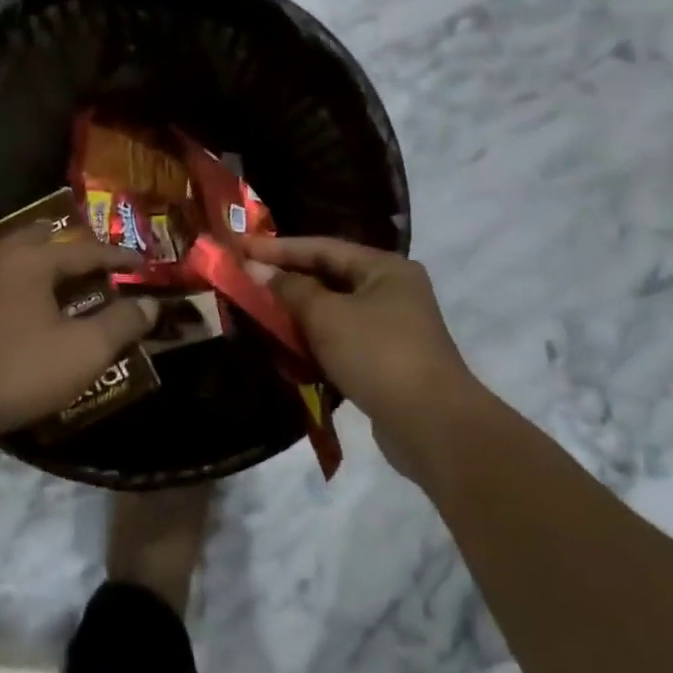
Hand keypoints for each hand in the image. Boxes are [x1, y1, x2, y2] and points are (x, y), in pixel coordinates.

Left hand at [0, 233, 155, 444]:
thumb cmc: (16, 369)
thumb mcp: (82, 351)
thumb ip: (120, 324)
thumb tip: (149, 304)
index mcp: (32, 261)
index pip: (86, 250)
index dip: (118, 258)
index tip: (142, 265)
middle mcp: (0, 262)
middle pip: (42, 241)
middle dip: (73, 249)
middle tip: (97, 264)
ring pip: (17, 263)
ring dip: (45, 269)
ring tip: (66, 287)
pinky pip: (1, 287)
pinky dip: (24, 290)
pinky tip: (28, 315)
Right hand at [244, 237, 477, 444]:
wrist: (432, 425)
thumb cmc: (377, 354)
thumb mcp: (326, 316)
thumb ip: (289, 289)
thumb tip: (257, 268)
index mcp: (384, 268)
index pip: (322, 247)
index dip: (278, 248)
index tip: (240, 249)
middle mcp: (392, 290)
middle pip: (329, 277)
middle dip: (287, 280)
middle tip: (246, 280)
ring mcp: (393, 327)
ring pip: (334, 311)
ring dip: (298, 313)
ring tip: (260, 313)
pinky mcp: (387, 361)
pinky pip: (342, 340)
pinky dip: (315, 341)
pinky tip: (289, 348)